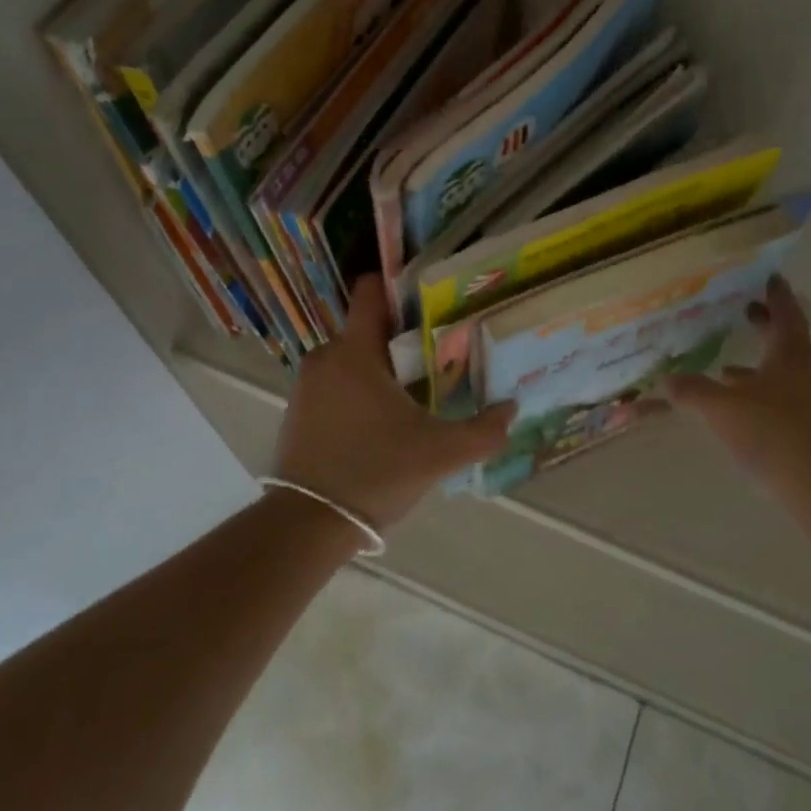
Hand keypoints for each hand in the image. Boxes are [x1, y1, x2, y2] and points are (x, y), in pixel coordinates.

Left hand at [272, 275, 512, 534]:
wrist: (308, 524)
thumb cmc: (375, 472)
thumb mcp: (439, 453)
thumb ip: (483, 430)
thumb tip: (511, 408)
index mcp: (355, 351)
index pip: (370, 291)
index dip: (399, 286)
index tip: (429, 300)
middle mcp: (326, 356)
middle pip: (368, 327)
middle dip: (400, 337)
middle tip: (437, 356)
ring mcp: (307, 384)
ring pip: (351, 357)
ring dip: (379, 366)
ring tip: (414, 391)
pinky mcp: (298, 410)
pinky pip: (335, 382)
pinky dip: (357, 389)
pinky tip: (381, 419)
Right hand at [668, 277, 810, 504]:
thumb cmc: (777, 434)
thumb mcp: (723, 408)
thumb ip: (692, 391)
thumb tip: (664, 379)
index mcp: (792, 356)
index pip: (786, 314)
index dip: (776, 295)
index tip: (768, 277)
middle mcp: (808, 375)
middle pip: (786, 344)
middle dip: (764, 328)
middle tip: (743, 312)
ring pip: (782, 378)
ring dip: (758, 370)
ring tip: (726, 370)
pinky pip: (783, 406)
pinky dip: (761, 401)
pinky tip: (742, 417)